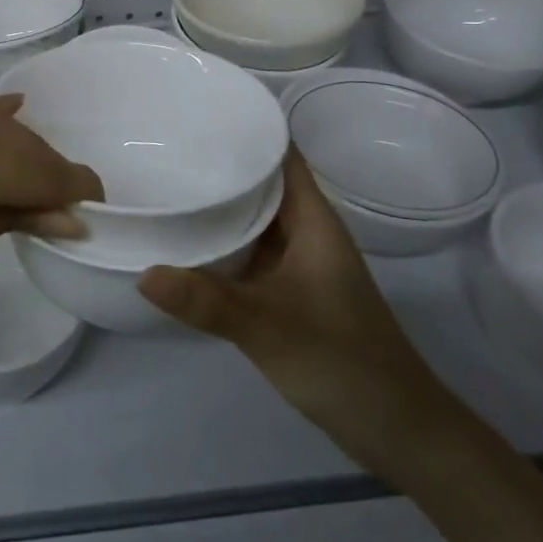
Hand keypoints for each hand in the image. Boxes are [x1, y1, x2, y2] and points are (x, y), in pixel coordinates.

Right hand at [137, 152, 461, 479]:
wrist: (400, 431)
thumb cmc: (343, 362)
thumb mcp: (268, 328)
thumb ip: (206, 301)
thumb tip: (143, 272)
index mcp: (313, 220)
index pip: (281, 153)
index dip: (248, 126)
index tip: (197, 110)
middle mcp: (306, 231)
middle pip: (261, 180)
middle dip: (219, 162)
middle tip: (161, 144)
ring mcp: (300, 262)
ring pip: (254, 216)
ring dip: (218, 201)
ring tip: (163, 181)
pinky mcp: (291, 290)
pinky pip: (250, 249)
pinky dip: (221, 239)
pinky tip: (185, 241)